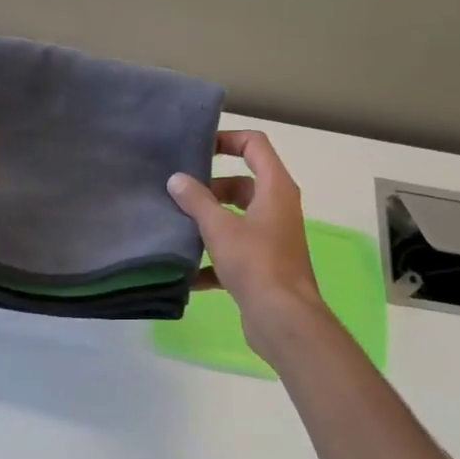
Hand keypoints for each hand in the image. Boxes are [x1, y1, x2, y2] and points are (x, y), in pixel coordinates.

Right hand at [167, 131, 327, 361]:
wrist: (283, 319)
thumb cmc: (256, 263)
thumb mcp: (219, 228)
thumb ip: (196, 201)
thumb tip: (176, 179)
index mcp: (275, 189)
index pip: (255, 145)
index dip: (228, 139)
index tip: (198, 149)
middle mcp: (278, 208)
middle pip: (243, 184)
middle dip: (211, 188)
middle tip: (179, 194)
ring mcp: (273, 238)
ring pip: (238, 218)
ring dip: (210, 222)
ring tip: (177, 226)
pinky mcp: (265, 266)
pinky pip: (235, 252)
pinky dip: (214, 259)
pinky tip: (187, 272)